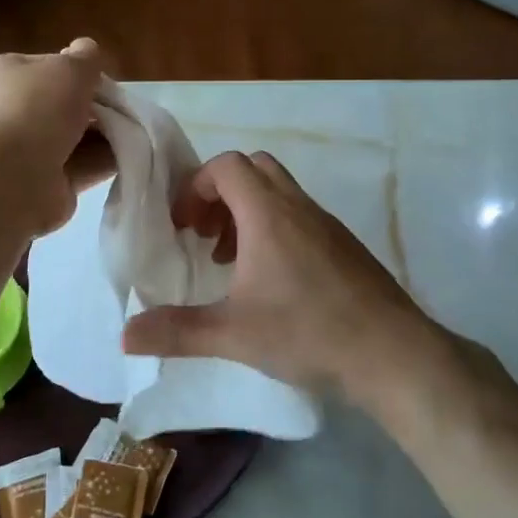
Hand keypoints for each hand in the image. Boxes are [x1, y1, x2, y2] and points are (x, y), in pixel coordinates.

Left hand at [0, 39, 113, 235]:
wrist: (13, 177)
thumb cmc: (38, 108)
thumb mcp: (70, 68)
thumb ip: (85, 57)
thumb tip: (86, 49)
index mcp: (7, 74)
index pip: (46, 66)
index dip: (77, 70)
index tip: (102, 79)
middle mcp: (12, 110)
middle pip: (64, 103)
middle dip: (95, 107)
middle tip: (122, 108)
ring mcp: (27, 149)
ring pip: (76, 137)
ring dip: (104, 135)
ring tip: (133, 133)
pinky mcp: (46, 181)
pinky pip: (82, 165)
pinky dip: (104, 161)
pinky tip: (129, 157)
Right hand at [119, 150, 449, 404]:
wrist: (392, 353)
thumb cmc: (308, 332)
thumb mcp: (233, 334)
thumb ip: (177, 332)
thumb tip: (125, 335)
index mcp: (268, 214)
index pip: (227, 165)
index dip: (197, 186)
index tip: (183, 225)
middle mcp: (298, 207)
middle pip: (254, 168)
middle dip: (221, 193)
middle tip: (204, 234)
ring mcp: (327, 224)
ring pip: (280, 193)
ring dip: (247, 213)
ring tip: (231, 261)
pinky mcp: (345, 245)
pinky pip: (300, 217)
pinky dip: (275, 230)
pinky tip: (271, 282)